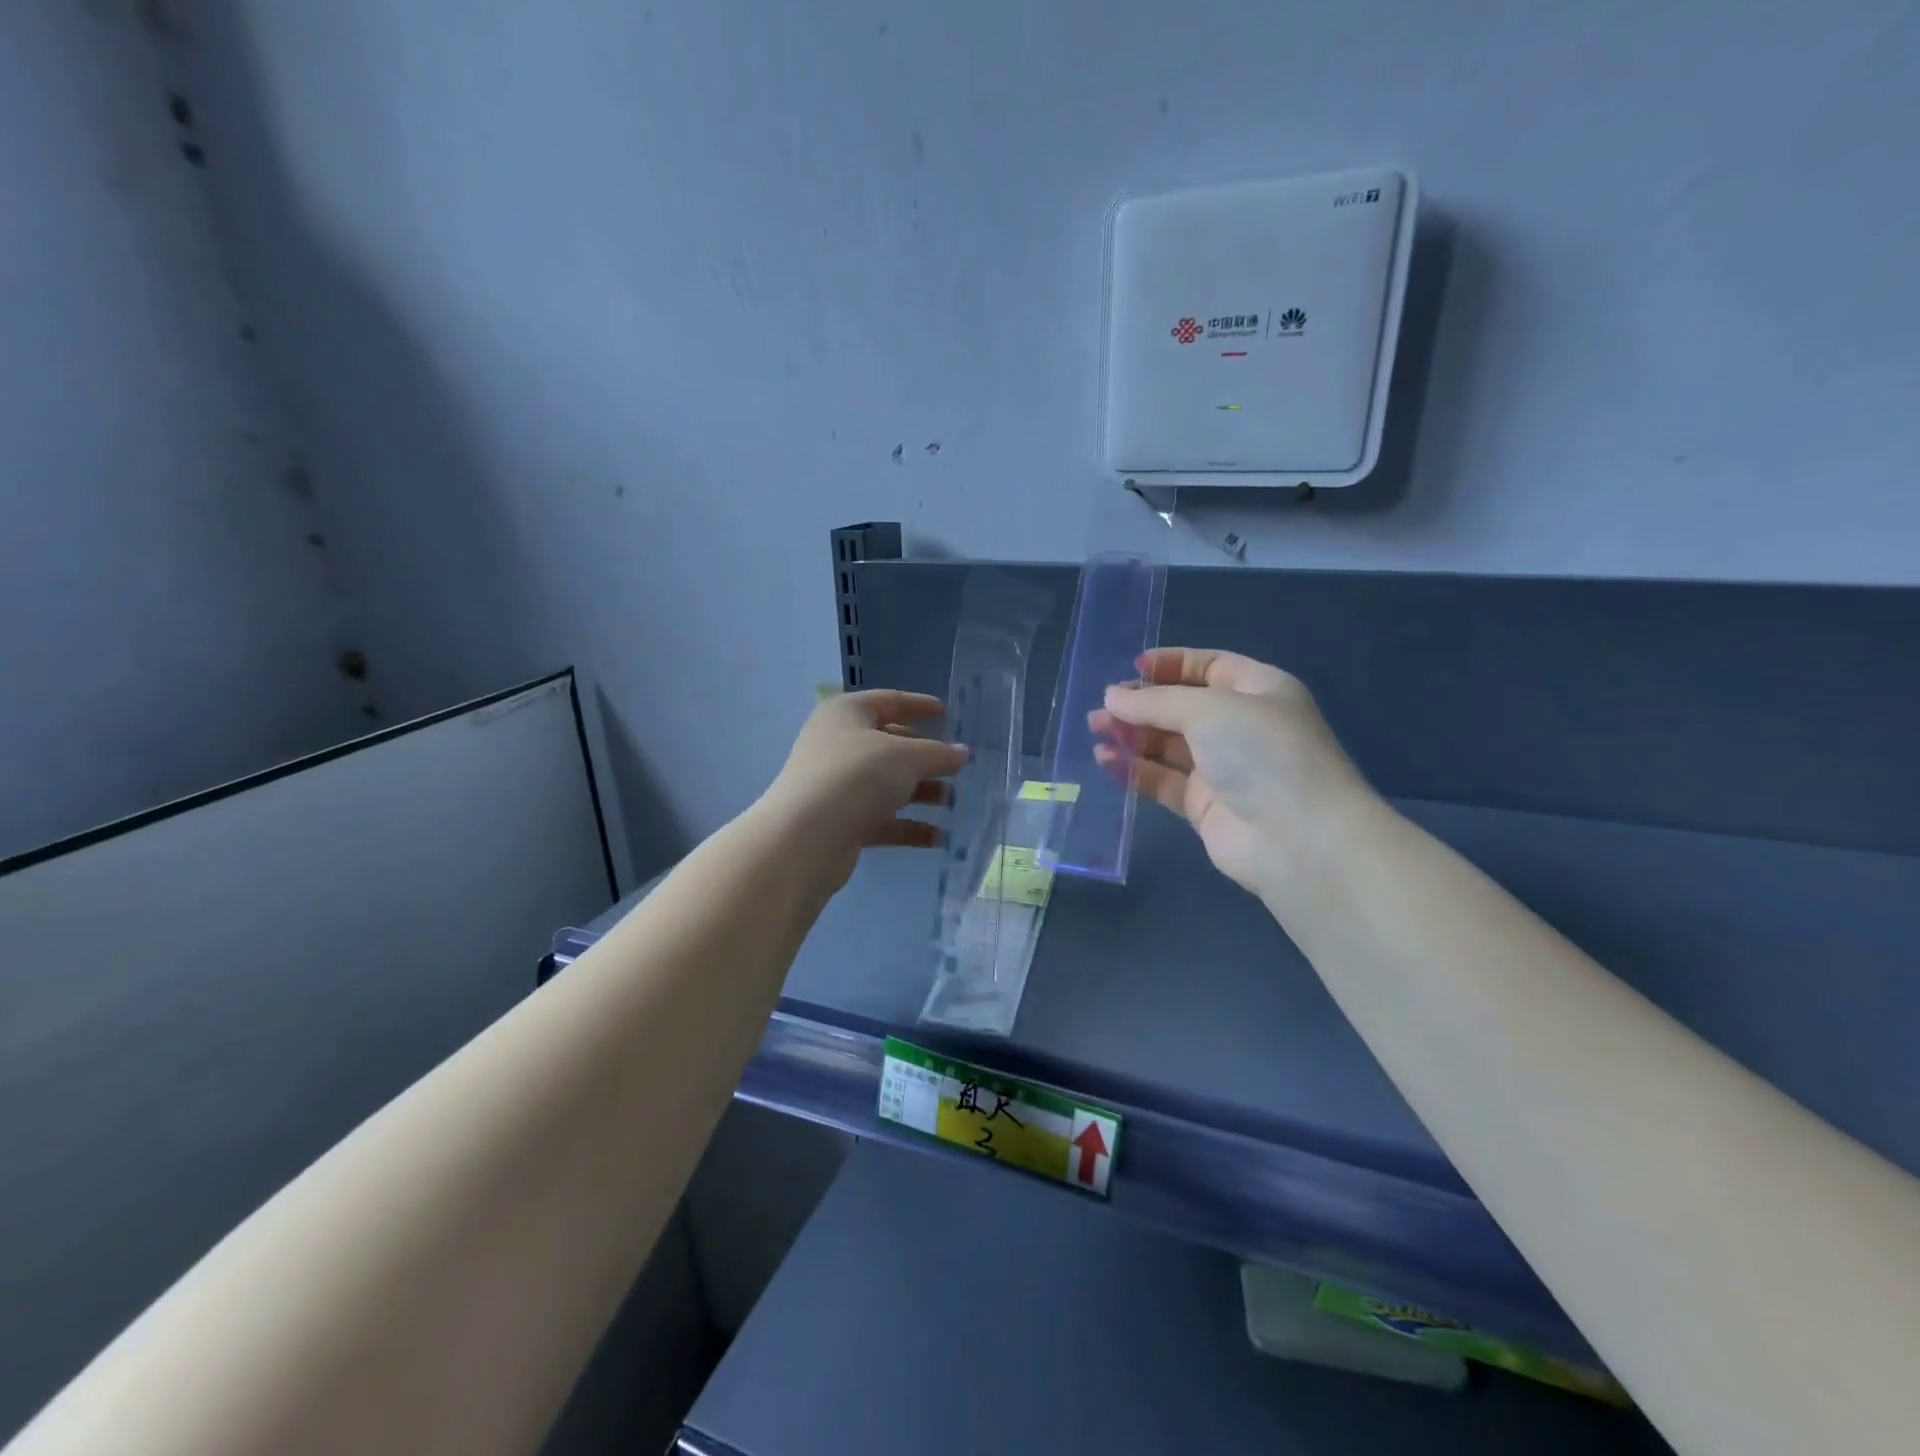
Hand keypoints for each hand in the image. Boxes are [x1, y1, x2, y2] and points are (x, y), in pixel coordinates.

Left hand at [759, 690, 968, 893]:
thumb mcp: (906, 756)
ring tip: (954, 802)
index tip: (948, 714)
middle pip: (890, 745)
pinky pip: (883, 819)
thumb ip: (938, 753)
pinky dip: (909, 826)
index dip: (919, 706)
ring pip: (888, 784)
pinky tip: (939, 837)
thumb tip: (962, 753)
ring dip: (921, 793)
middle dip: (926, 757)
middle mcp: (839, 745)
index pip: (889, 701)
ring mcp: (838, 786)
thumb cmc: (857, 776)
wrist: (806, 837)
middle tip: (959, 766)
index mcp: (847, 714)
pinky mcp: (841, 822)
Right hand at [1094, 649, 1374, 895]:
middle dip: (1142, 704)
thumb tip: (1111, 697)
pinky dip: (1135, 770)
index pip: (1210, 667)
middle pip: (1183, 707)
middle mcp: (1242, 727)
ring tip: (1095, 731)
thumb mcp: (1209, 710)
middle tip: (1102, 708)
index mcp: (1259, 690)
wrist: (1298, 839)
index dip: (1172, 665)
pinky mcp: (1204, 806)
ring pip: (1169, 745)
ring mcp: (1224, 769)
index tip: (1132, 669)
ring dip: (1133, 736)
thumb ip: (1156, 702)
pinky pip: (1163, 780)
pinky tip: (1106, 761)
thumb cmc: (1262, 753)